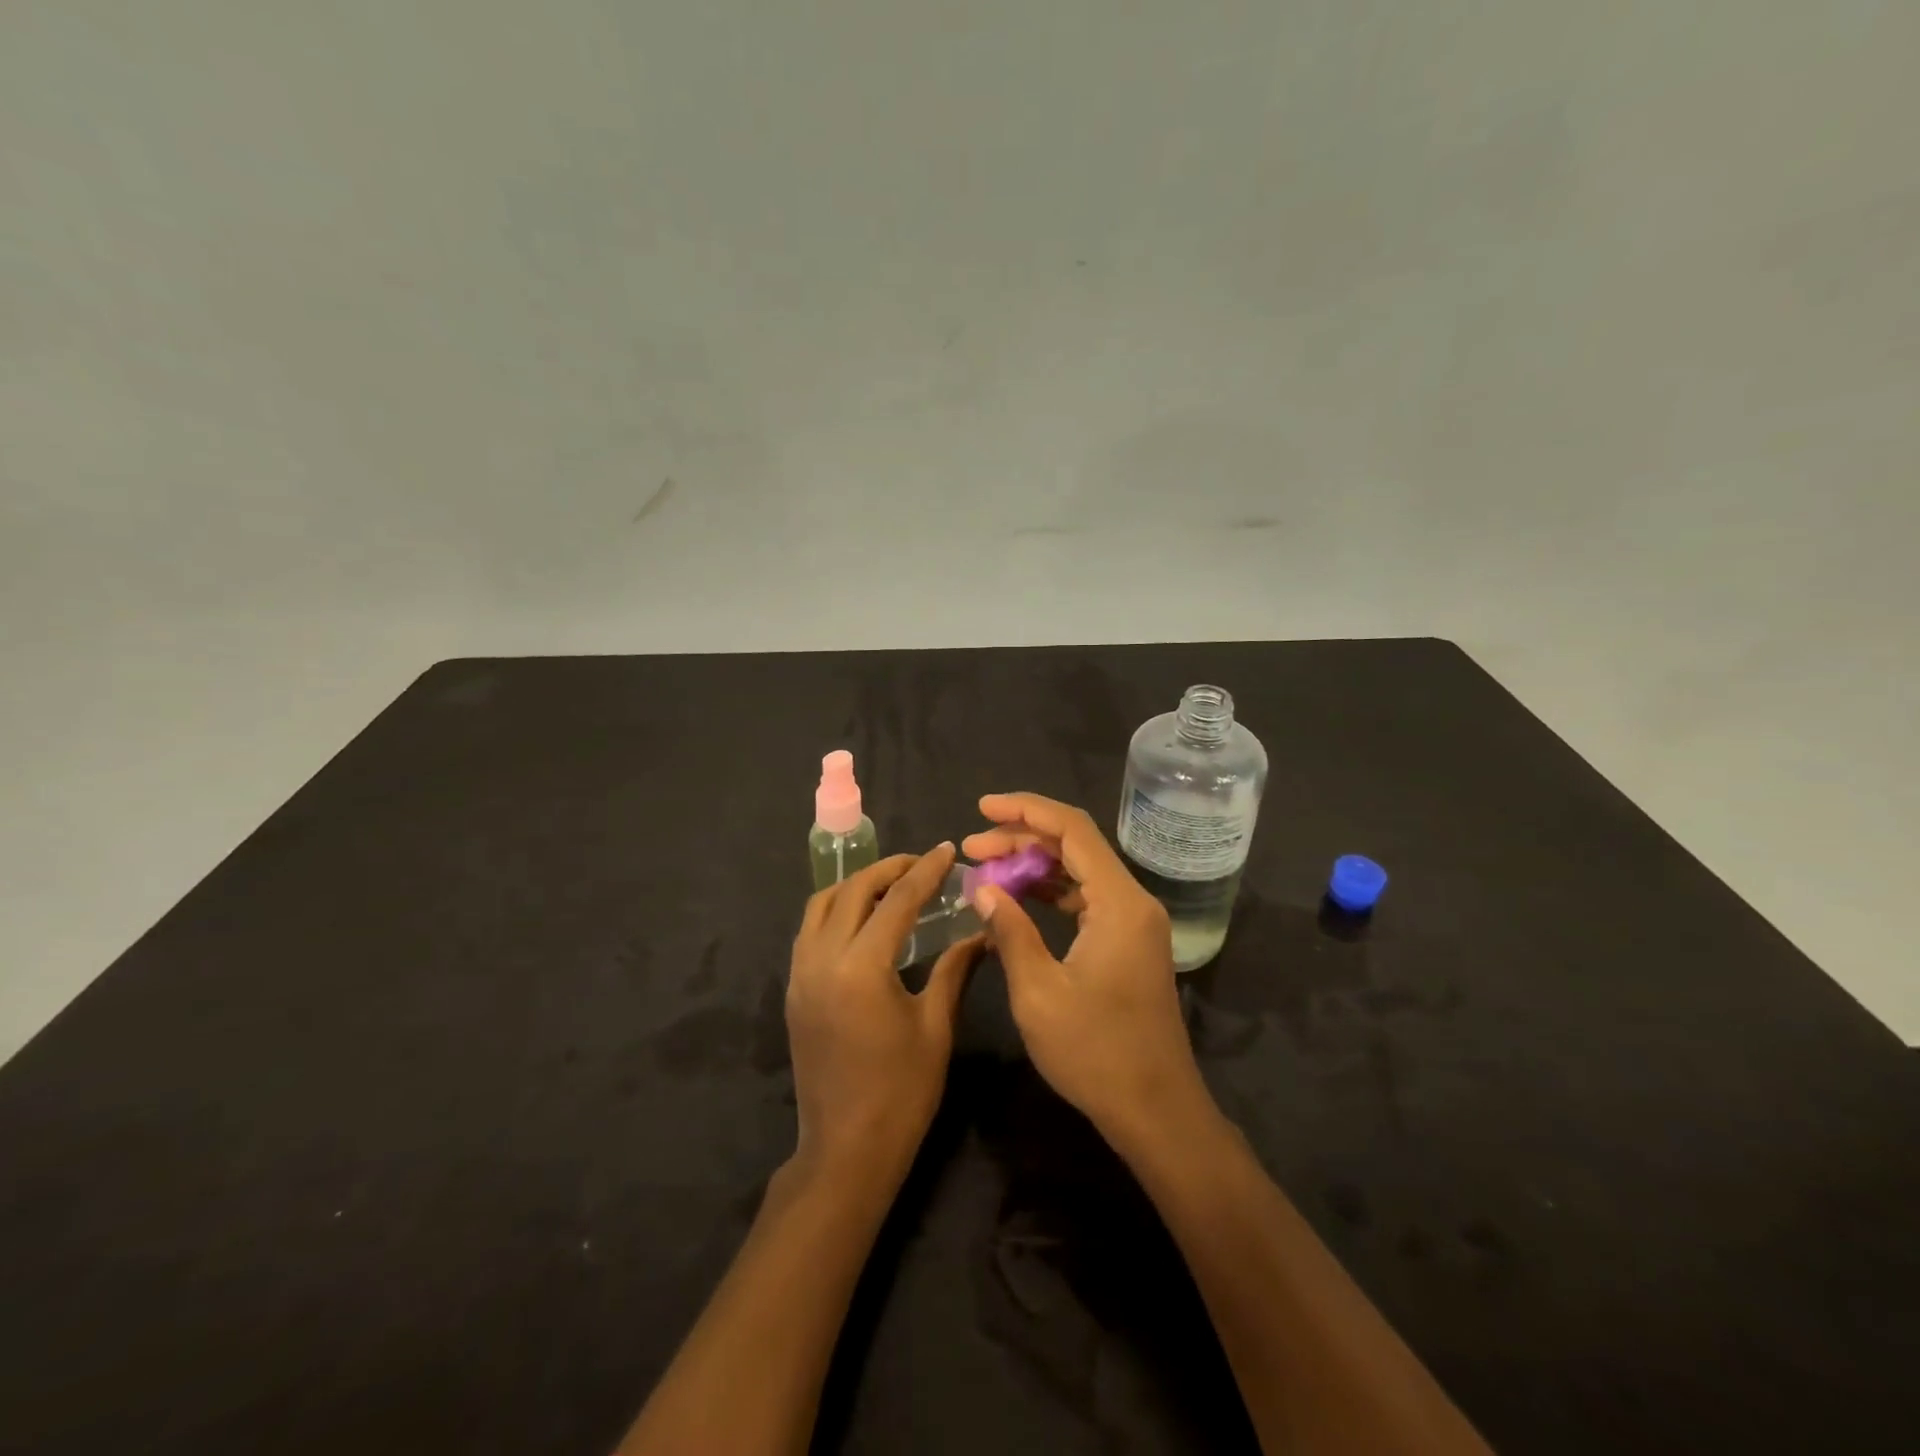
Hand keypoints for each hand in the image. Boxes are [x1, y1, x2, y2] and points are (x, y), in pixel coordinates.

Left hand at [786, 844, 983, 1182]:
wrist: (845, 1150)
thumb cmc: (901, 1092)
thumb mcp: (935, 1027)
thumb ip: (954, 969)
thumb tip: (981, 930)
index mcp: (861, 968)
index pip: (897, 901)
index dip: (925, 871)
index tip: (947, 849)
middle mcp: (822, 960)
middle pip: (852, 891)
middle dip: (888, 869)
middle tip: (922, 863)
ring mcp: (801, 974)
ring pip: (821, 905)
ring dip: (856, 885)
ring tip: (892, 885)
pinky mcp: (794, 991)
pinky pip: (810, 930)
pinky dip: (836, 910)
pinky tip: (863, 920)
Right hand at [963, 793, 1212, 1151]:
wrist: (1156, 1111)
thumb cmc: (1096, 1053)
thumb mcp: (1039, 992)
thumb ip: (1010, 931)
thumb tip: (982, 887)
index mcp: (1119, 903)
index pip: (1072, 829)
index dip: (1025, 810)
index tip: (982, 807)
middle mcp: (1132, 901)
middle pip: (1075, 845)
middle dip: (1021, 838)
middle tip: (972, 846)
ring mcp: (1133, 923)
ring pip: (1079, 871)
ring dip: (1034, 864)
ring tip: (985, 868)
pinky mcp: (1128, 943)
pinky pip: (1086, 899)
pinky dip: (1050, 892)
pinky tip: (1016, 899)